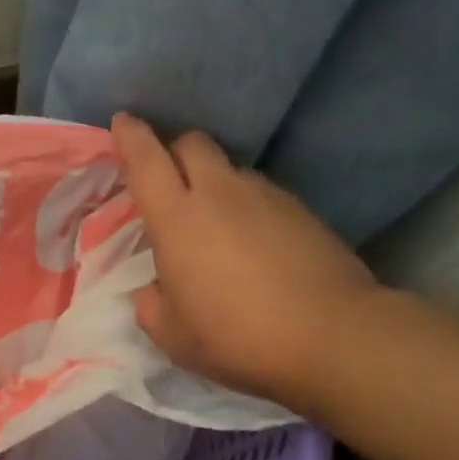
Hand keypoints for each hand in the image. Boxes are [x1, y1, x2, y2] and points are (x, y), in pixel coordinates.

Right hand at [112, 112, 378, 407]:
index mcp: (178, 219)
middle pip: (192, 143)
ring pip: (229, 168)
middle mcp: (219, 194)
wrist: (334, 337)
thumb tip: (154, 291)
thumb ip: (151, 307)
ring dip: (213, 181)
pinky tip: (255, 241)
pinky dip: (247, 204)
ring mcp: (266, 196)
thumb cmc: (239, 337)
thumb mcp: (174, 338)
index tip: (124, 121)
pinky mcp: (301, 209)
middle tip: (168, 178)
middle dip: (174, 149)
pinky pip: (261, 192)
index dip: (130, 135)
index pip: (146, 159)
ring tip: (216, 221)